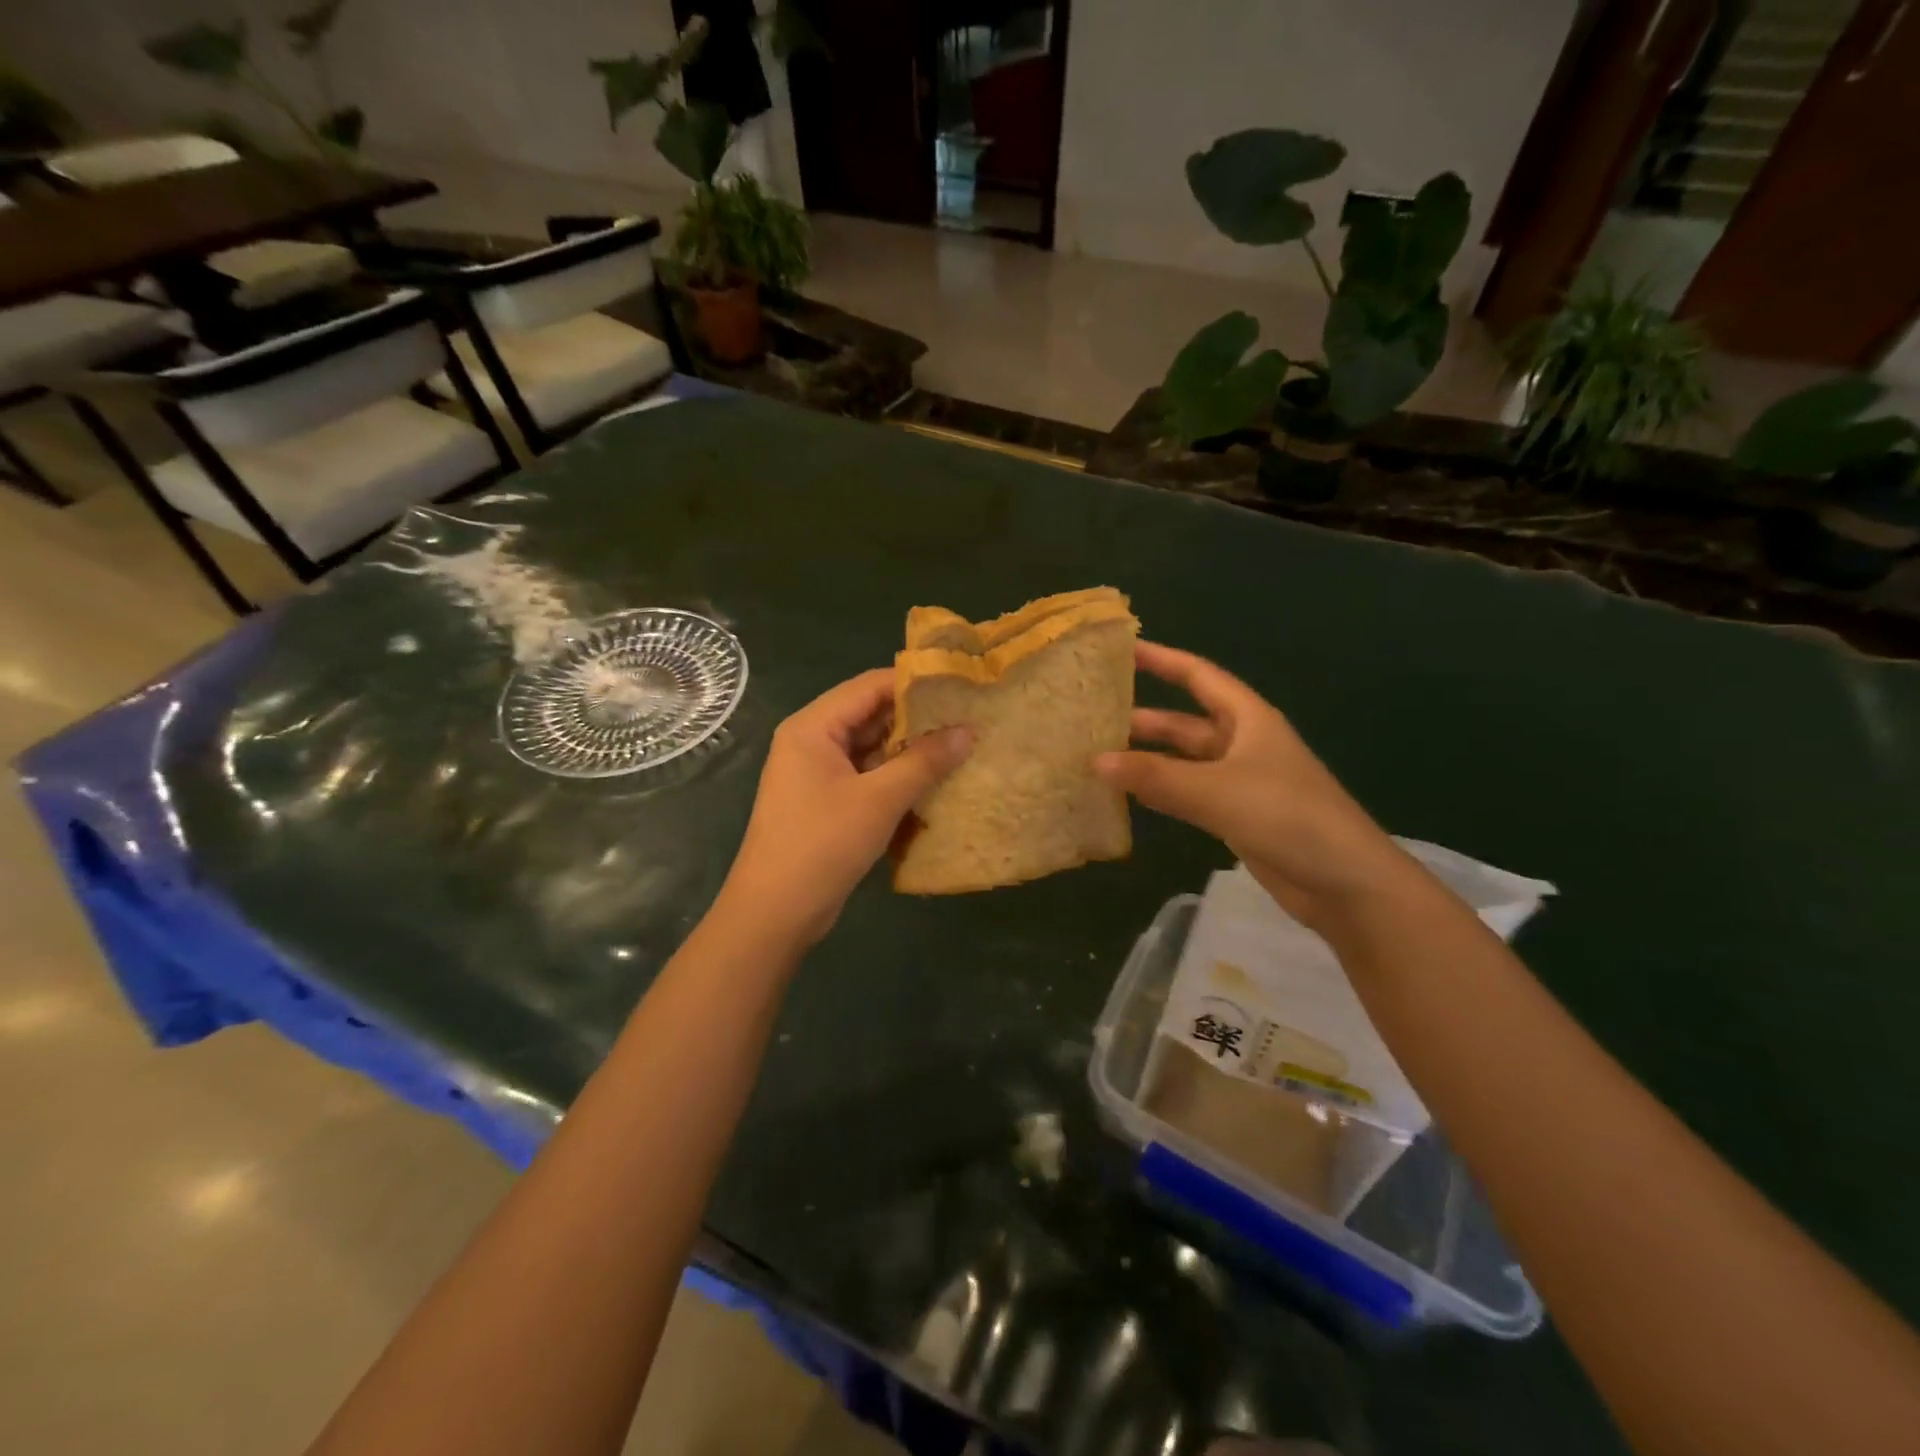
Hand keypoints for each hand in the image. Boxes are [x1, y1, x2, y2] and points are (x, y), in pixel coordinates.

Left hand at [720, 669, 971, 948]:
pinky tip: (932, 782)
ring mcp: (817, 774)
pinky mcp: (825, 802)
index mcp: (813, 727)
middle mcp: (811, 741)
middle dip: (916, 718)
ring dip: (908, 750)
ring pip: (870, 748)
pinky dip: (895, 777)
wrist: (775, 912)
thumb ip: (924, 762)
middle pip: (869, 715)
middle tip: (967, 717)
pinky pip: (866, 776)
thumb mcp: (880, 799)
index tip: (959, 686)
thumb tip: (968, 731)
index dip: (914, 683)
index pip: (869, 686)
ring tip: (959, 746)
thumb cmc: (823, 844)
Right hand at [1096, 642, 1413, 925]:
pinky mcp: (1237, 816)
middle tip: (1093, 718)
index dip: (1162, 660)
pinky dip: (1160, 791)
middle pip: (1186, 721)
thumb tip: (1095, 761)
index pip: (1198, 676)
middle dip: (1143, 718)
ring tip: (1098, 757)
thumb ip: (1156, 776)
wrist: (1346, 883)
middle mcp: (1243, 743)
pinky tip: (1129, 795)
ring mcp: (1240, 782)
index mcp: (1249, 719)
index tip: (1121, 650)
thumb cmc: (1287, 816)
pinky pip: (1189, 793)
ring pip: (1184, 761)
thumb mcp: (1216, 790)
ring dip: (1148, 758)